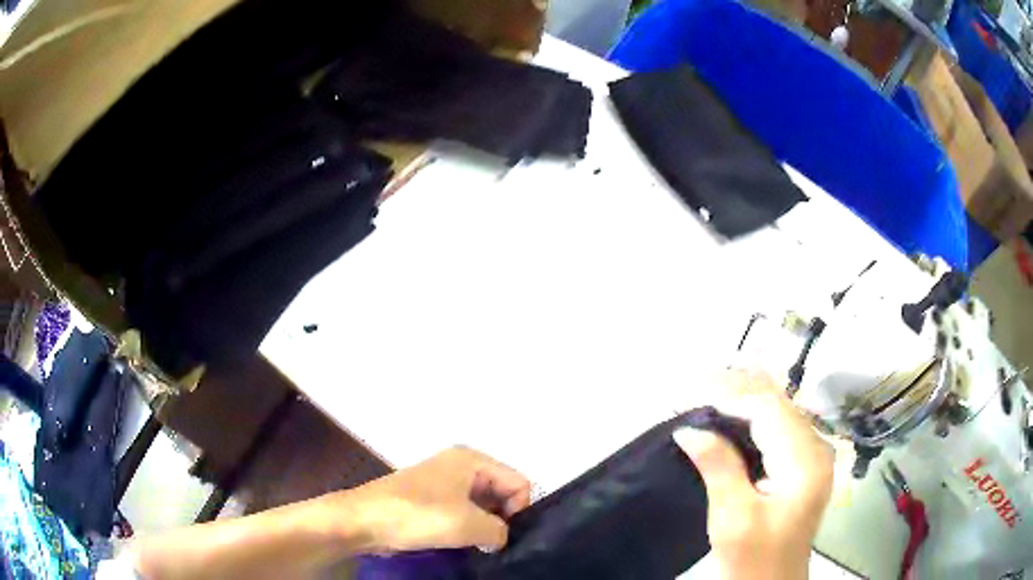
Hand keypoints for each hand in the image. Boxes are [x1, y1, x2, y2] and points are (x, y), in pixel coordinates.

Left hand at [349, 446, 531, 553]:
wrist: (363, 521)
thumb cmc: (416, 515)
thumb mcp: (467, 524)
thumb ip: (500, 531)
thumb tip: (502, 538)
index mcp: (471, 459)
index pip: (518, 482)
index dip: (519, 510)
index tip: (506, 536)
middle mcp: (460, 465)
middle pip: (501, 491)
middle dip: (502, 518)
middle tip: (494, 544)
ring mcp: (443, 483)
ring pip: (482, 505)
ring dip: (484, 526)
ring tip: (478, 547)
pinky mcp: (430, 500)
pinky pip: (463, 512)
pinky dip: (468, 528)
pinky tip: (462, 544)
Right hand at [674, 370, 832, 579]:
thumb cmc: (753, 560)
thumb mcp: (733, 518)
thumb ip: (718, 467)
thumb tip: (690, 428)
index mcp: (805, 462)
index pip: (770, 410)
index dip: (732, 394)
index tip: (693, 390)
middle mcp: (815, 450)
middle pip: (778, 404)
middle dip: (739, 389)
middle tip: (698, 379)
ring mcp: (811, 458)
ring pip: (778, 413)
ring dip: (744, 401)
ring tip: (709, 389)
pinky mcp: (800, 468)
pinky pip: (777, 430)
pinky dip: (752, 419)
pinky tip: (731, 415)